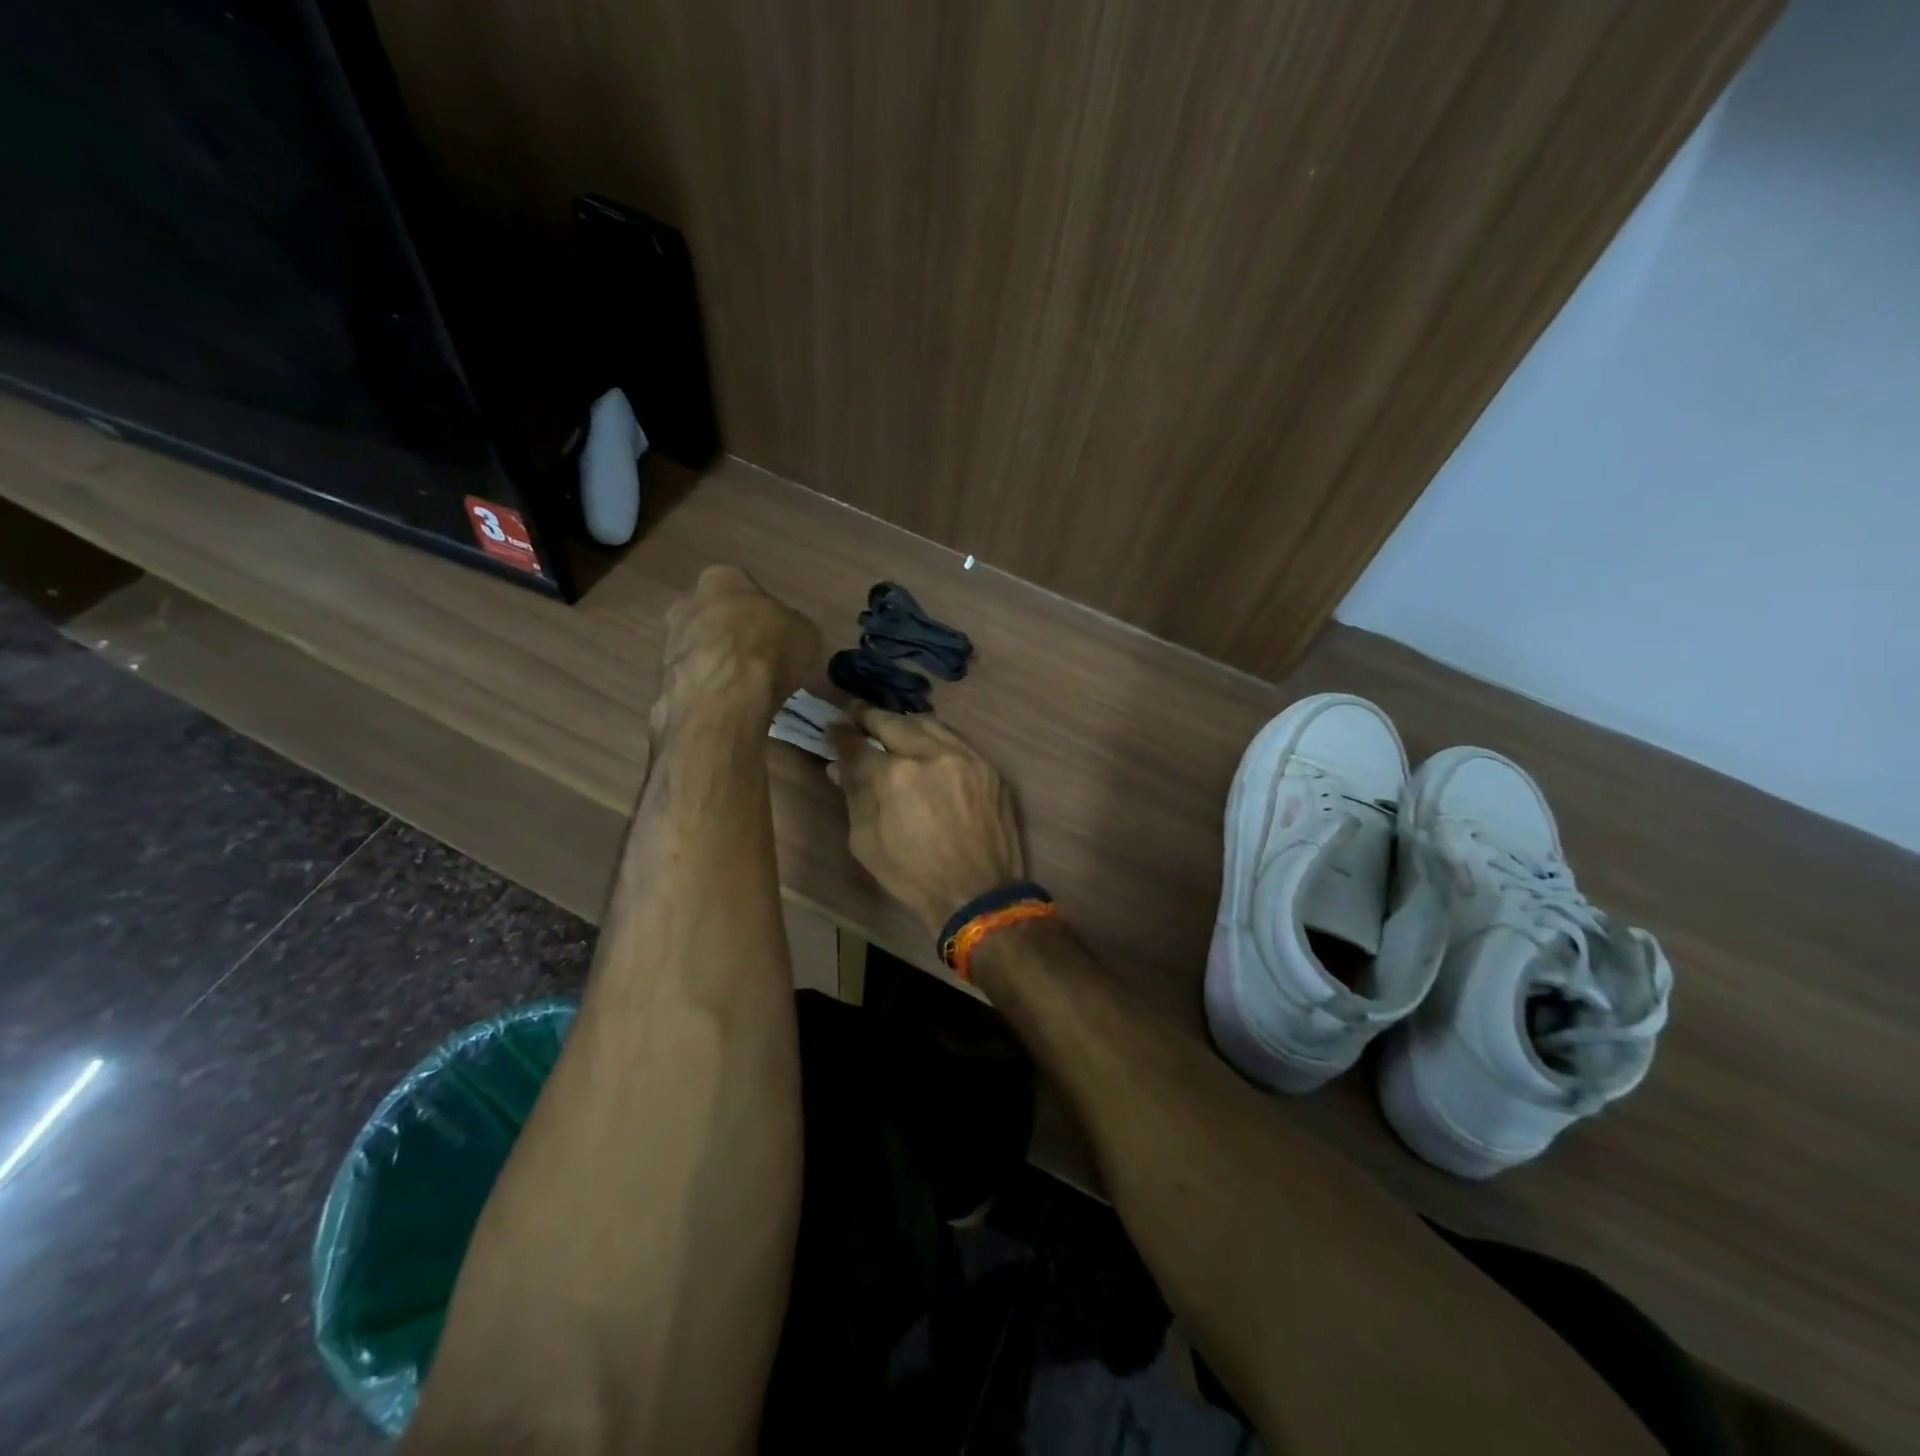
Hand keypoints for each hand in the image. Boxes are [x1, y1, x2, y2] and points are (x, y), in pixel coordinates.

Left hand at [656, 566, 819, 722]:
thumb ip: (792, 631)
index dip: (763, 616)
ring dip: (717, 666)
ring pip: (699, 649)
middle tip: (759, 664)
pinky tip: (726, 707)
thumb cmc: (769, 650)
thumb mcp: (806, 635)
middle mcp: (687, 601)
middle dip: (734, 638)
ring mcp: (668, 640)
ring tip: (744, 692)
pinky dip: (707, 691)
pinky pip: (691, 680)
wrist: (723, 697)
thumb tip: (788, 643)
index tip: (776, 639)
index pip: (744, 589)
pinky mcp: (660, 678)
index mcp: (723, 578)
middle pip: (715, 618)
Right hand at [827, 707, 1023, 935]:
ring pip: (929, 724)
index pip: (859, 745)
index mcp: (895, 776)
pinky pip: (956, 741)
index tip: (833, 728)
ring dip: (905, 723)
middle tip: (856, 714)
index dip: (841, 735)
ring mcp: (965, 757)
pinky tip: (927, 745)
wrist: (979, 894)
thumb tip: (839, 766)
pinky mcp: (988, 768)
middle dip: (870, 717)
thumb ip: (855, 796)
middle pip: (894, 723)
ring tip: (891, 727)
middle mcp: (931, 754)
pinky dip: (935, 738)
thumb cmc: (914, 876)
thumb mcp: (867, 842)